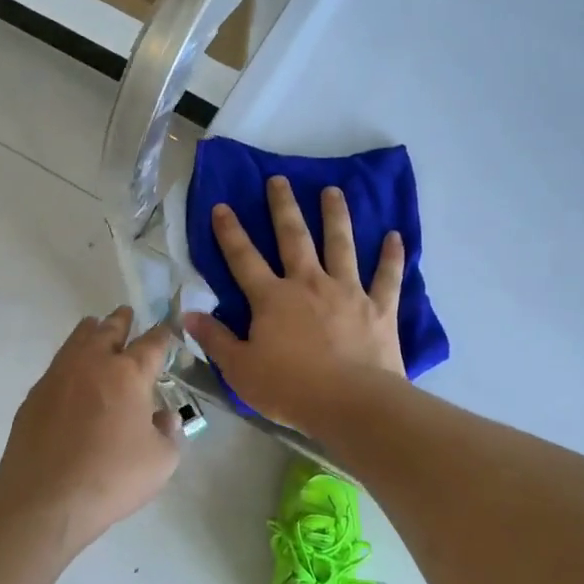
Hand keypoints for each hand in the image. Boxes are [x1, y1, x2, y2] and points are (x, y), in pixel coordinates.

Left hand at [0, 307, 181, 549]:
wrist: (45, 498)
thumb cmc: (111, 477)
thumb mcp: (161, 461)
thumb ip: (168, 432)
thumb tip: (163, 416)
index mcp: (129, 374)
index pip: (152, 344)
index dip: (163, 334)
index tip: (167, 328)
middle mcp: (93, 363)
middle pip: (110, 330)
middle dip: (122, 320)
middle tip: (126, 313)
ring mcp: (59, 375)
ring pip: (78, 339)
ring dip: (92, 330)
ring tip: (96, 325)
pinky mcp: (36, 395)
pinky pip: (58, 365)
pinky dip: (70, 359)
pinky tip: (71, 372)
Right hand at [185, 176, 405, 433]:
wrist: (351, 403)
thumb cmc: (290, 388)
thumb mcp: (240, 369)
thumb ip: (215, 340)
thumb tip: (188, 314)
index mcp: (272, 298)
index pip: (243, 259)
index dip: (230, 232)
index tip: (222, 206)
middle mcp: (309, 284)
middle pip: (293, 238)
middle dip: (283, 207)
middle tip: (279, 179)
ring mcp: (347, 292)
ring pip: (341, 245)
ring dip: (336, 216)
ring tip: (333, 191)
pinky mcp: (379, 308)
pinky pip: (387, 277)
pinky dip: (392, 256)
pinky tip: (395, 236)